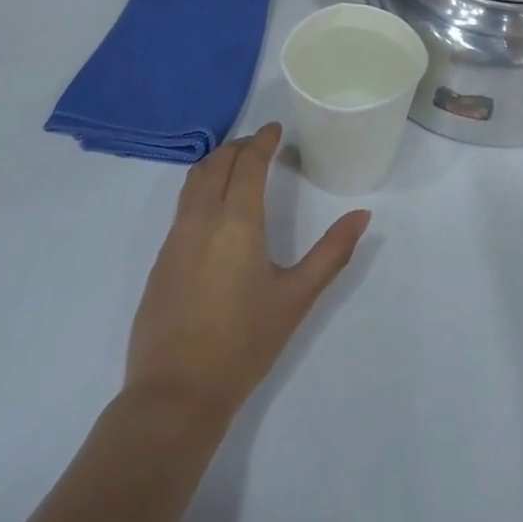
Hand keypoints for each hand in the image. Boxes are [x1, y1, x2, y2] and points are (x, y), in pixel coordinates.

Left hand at [126, 124, 370, 423]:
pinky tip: (214, 210)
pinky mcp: (160, 259)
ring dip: (216, 163)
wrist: (176, 392)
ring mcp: (175, 238)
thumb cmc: (244, 343)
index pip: (248, 163)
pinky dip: (201, 189)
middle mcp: (201, 218)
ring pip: (194, 181)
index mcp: (236, 221)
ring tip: (236, 166)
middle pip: (217, 163)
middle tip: (259, 144)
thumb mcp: (296, 297)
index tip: (275, 129)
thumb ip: (331, 253)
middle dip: (239, 147)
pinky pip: (182, 206)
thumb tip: (362, 215)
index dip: (262, 140)